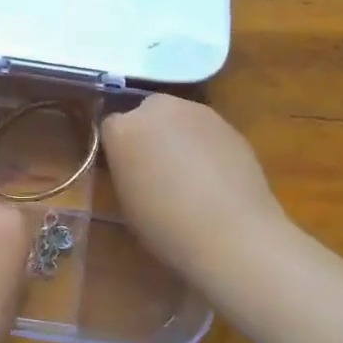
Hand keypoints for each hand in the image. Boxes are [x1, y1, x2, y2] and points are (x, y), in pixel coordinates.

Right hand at [100, 94, 287, 281]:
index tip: (126, 170)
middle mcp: (157, 109)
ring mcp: (196, 112)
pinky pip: (206, 130)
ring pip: (179, 118)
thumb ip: (126, 170)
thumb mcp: (127, 199)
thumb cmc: (165, 225)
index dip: (119, 148)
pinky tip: (216, 176)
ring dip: (179, 136)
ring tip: (190, 173)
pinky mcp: (229, 124)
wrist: (230, 232)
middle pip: (146, 111)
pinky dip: (206, 145)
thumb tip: (136, 165)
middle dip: (149, 132)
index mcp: (123, 129)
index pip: (111, 127)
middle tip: (156, 166)